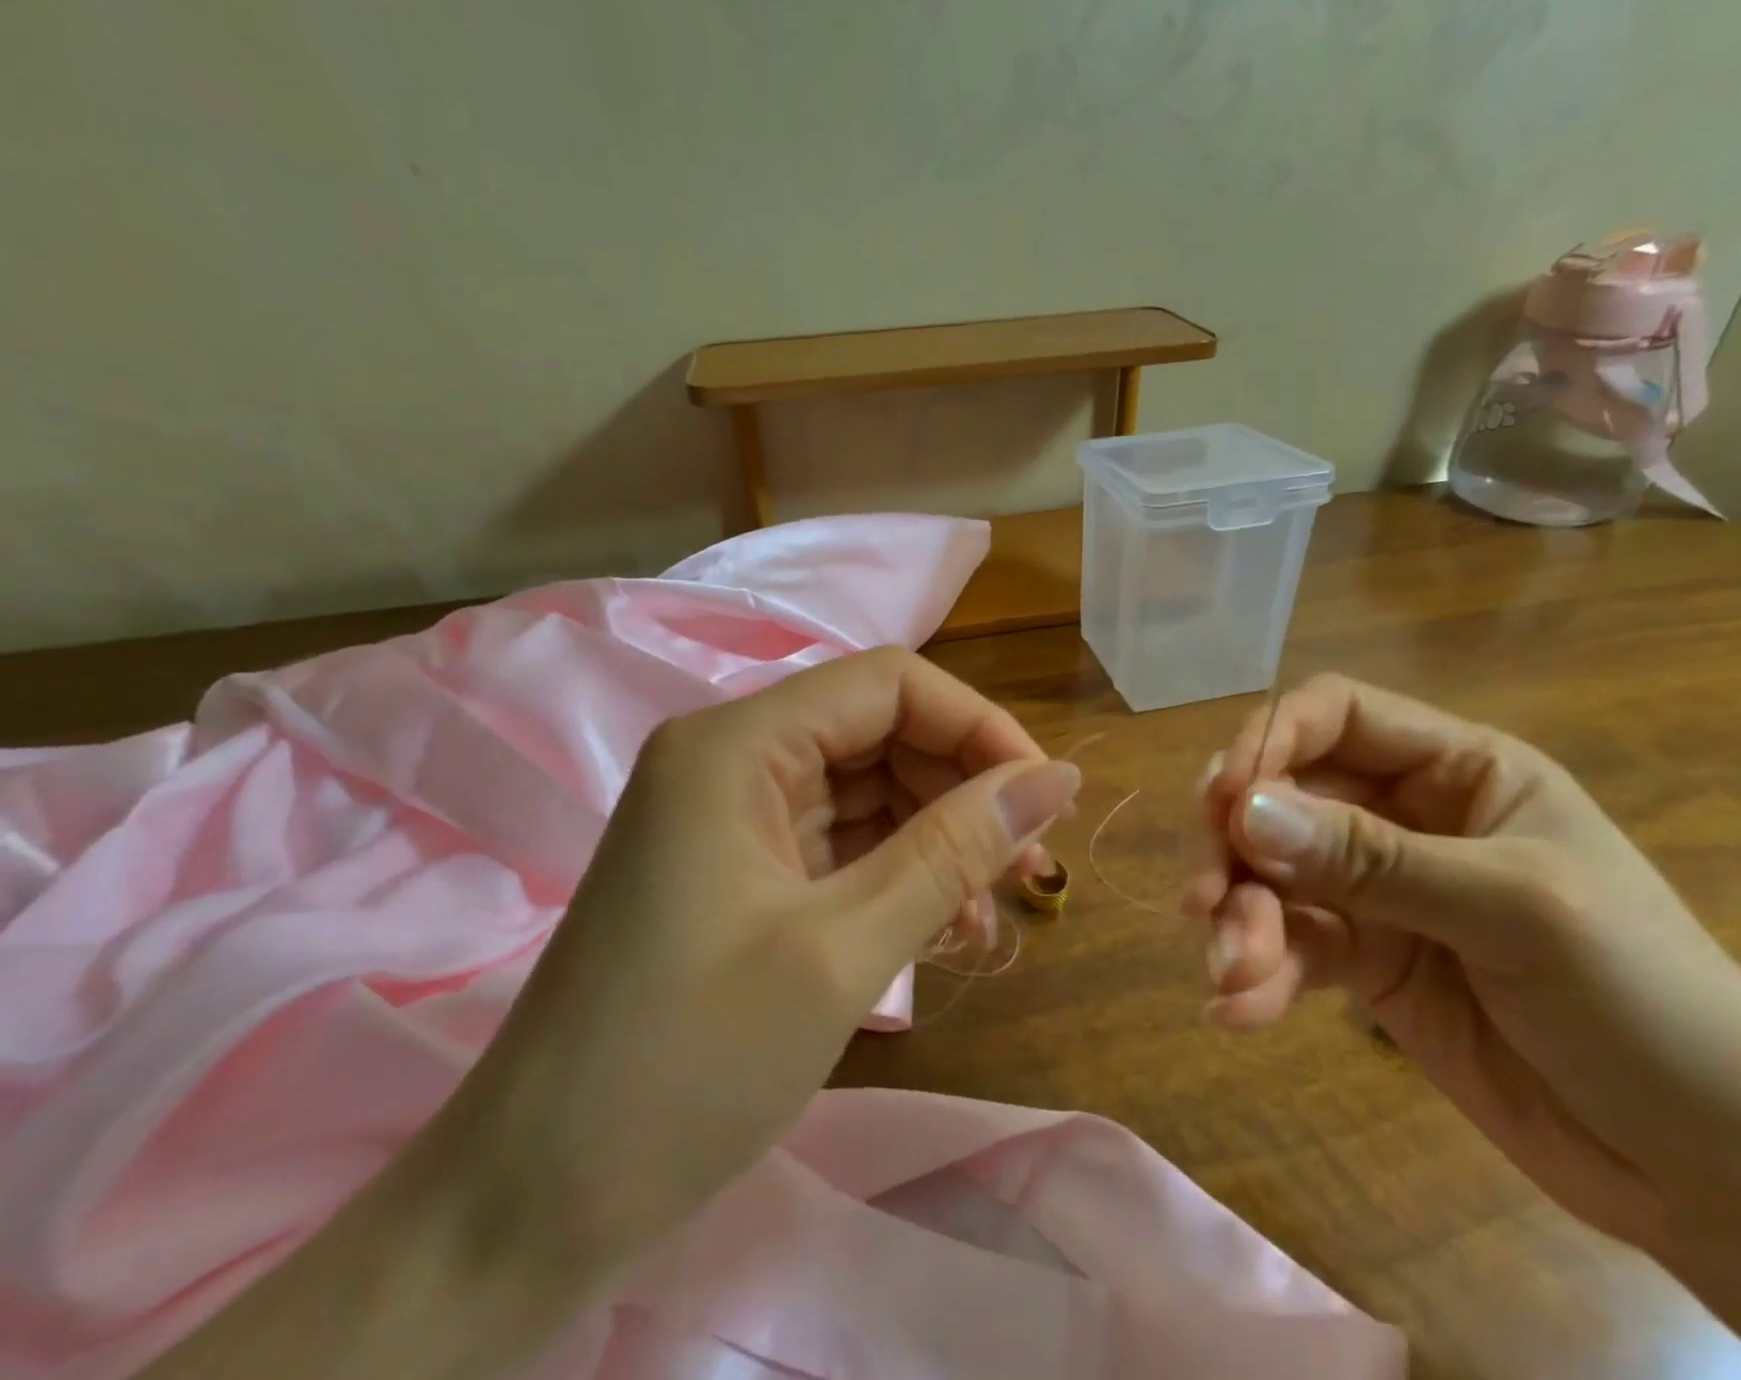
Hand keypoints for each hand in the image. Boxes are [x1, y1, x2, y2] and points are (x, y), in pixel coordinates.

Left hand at [421, 647, 1078, 1277]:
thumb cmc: (686, 1068)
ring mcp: (729, 815)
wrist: (530, 1207)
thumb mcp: (844, 951)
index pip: (889, 684)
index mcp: (737, 743)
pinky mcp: (736, 869)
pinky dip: (897, 872)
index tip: (1045, 800)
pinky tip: (942, 926)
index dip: (978, 726)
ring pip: (866, 789)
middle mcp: (729, 758)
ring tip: (992, 910)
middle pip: (879, 732)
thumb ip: (955, 849)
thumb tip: (1058, 779)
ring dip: (937, 837)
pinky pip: (839, 841)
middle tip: (1029, 868)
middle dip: (963, 788)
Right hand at [1187, 674, 1740, 1250]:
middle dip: (1235, 845)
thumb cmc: (1647, 1006)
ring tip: (1231, 970)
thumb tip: (1242, 811)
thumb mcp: (1513, 911)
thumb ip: (1370, 858)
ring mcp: (1378, 891)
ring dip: (1239, 918)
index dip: (1270, 739)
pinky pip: (1289, 945)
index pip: (1336, 716)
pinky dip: (1256, 971)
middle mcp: (1406, 816)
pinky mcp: (1364, 960)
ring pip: (1272, 874)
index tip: (1222, 799)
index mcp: (1459, 770)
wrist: (1714, 1177)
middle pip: (1282, 796)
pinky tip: (1237, 1010)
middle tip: (1204, 897)